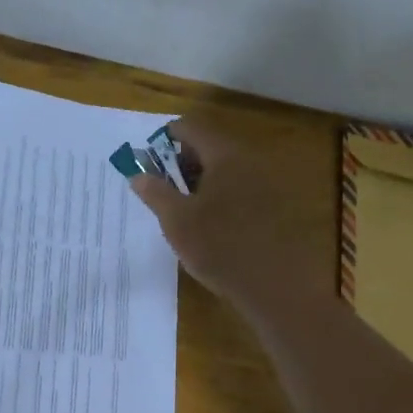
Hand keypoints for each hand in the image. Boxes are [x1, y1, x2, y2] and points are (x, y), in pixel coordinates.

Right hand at [126, 119, 318, 311]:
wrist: (273, 284)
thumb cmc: (218, 247)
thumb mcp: (176, 221)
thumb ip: (155, 193)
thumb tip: (138, 175)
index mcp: (224, 155)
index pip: (191, 128)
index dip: (165, 138)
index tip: (149, 159)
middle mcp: (249, 160)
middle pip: (210, 146)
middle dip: (183, 161)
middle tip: (163, 186)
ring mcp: (265, 183)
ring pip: (226, 169)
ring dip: (202, 180)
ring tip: (183, 208)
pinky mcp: (274, 206)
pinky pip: (241, 188)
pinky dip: (221, 195)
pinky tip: (211, 223)